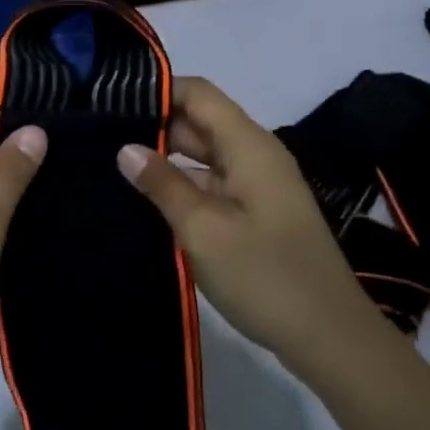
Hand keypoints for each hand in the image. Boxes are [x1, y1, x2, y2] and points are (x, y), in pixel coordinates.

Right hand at [117, 78, 376, 372]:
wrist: (330, 339)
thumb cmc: (265, 276)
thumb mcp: (203, 230)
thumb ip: (163, 184)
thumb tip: (126, 148)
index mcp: (248, 146)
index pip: (198, 93)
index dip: (158, 90)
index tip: (112, 101)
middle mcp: (254, 155)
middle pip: (199, 122)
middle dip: (153, 125)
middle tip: (99, 135)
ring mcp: (256, 185)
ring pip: (202, 155)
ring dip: (164, 158)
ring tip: (111, 164)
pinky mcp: (254, 213)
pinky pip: (211, 184)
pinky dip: (181, 186)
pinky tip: (145, 199)